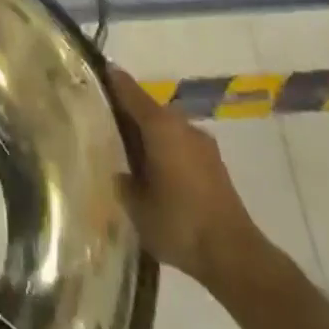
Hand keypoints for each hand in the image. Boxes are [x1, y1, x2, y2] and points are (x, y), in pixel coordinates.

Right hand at [109, 66, 269, 296]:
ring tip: (129, 153)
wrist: (234, 256)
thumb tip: (118, 171)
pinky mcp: (214, 165)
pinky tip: (156, 175)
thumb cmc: (179, 223)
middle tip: (104, 124)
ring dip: (149, 135)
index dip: (109, 80)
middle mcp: (181, 124)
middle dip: (128, 113)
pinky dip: (166, 151)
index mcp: (159, 125)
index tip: (93, 73)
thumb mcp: (137, 206)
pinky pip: (181, 146)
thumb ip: (122, 181)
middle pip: (148, 108)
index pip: (128, 89)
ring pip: (166, 128)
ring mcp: (202, 143)